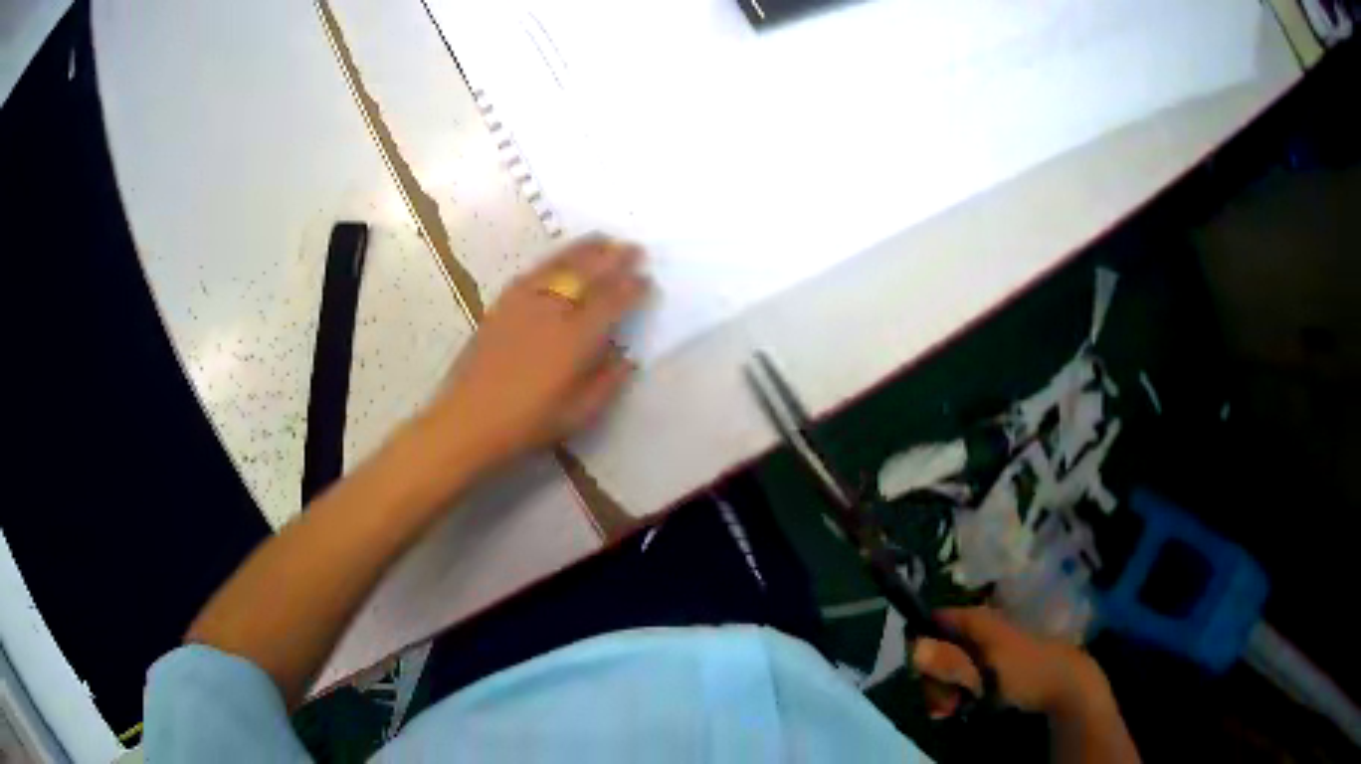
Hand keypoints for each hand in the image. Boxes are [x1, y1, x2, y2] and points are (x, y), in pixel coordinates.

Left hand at [417, 236, 649, 478]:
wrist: (468, 420)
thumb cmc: (527, 424)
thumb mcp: (578, 414)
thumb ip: (607, 382)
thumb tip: (626, 357)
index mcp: (576, 340)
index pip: (611, 302)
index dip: (632, 288)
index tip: (647, 279)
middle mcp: (552, 312)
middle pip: (587, 274)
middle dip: (614, 258)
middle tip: (633, 247)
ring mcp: (523, 305)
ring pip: (559, 267)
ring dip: (584, 250)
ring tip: (603, 238)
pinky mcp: (501, 306)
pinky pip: (532, 273)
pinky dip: (551, 261)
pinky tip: (558, 259)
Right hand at [912, 607, 1108, 718]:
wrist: (1065, 686)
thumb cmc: (1027, 670)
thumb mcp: (987, 667)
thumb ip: (951, 658)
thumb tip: (914, 648)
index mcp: (979, 620)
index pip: (937, 619)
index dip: (922, 639)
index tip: (917, 669)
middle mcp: (979, 630)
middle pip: (939, 648)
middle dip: (935, 677)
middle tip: (943, 701)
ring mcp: (985, 651)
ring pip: (948, 668)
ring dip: (943, 690)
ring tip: (952, 709)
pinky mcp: (990, 670)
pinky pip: (961, 679)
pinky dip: (955, 695)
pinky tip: (959, 708)